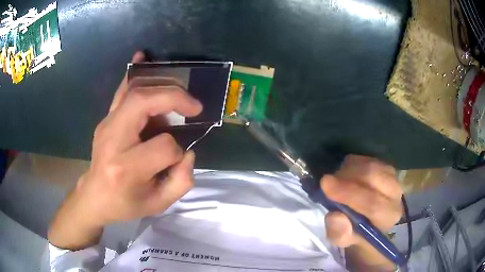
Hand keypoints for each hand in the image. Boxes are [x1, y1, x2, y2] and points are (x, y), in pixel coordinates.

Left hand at [48, 51, 202, 249]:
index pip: (163, 147)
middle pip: (144, 103)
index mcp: (126, 168)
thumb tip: (187, 151)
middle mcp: (113, 140)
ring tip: (180, 94)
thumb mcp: (158, 205)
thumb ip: (181, 181)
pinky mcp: (106, 119)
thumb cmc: (125, 204)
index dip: (177, 152)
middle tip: (193, 106)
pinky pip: (121, 91)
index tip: (177, 159)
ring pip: (135, 91)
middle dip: (174, 98)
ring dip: (162, 87)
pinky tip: (142, 56)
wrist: (95, 197)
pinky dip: (134, 72)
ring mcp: (106, 125)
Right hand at [321, 155, 402, 270]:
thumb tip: (335, 217)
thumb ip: (340, 233)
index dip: (349, 194)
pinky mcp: (385, 166)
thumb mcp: (343, 239)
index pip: (373, 204)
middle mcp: (396, 194)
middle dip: (346, 178)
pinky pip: (367, 158)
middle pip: (373, 177)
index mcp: (389, 216)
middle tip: (326, 182)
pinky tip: (345, 175)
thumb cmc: (355, 232)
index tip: (325, 186)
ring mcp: (392, 176)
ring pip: (370, 165)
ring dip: (348, 171)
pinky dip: (352, 164)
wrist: (367, 220)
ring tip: (335, 181)